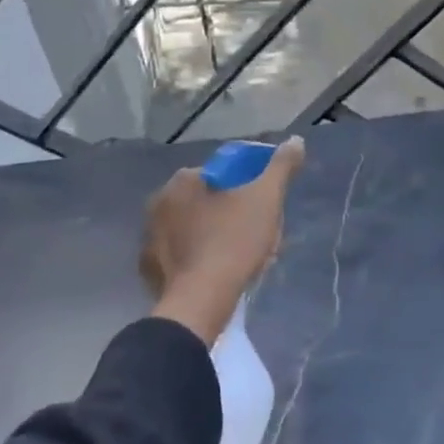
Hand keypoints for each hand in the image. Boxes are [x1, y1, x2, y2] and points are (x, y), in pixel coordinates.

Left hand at [142, 137, 305, 345]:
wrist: (200, 302)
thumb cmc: (234, 241)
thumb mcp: (266, 199)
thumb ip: (282, 166)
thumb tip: (295, 141)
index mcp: (184, 179)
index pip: (224, 176)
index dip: (249, 192)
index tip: (264, 213)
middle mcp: (160, 201)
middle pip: (208, 203)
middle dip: (233, 217)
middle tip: (257, 240)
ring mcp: (150, 236)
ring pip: (193, 229)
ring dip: (215, 238)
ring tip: (242, 262)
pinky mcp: (148, 268)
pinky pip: (179, 256)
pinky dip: (196, 261)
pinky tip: (216, 276)